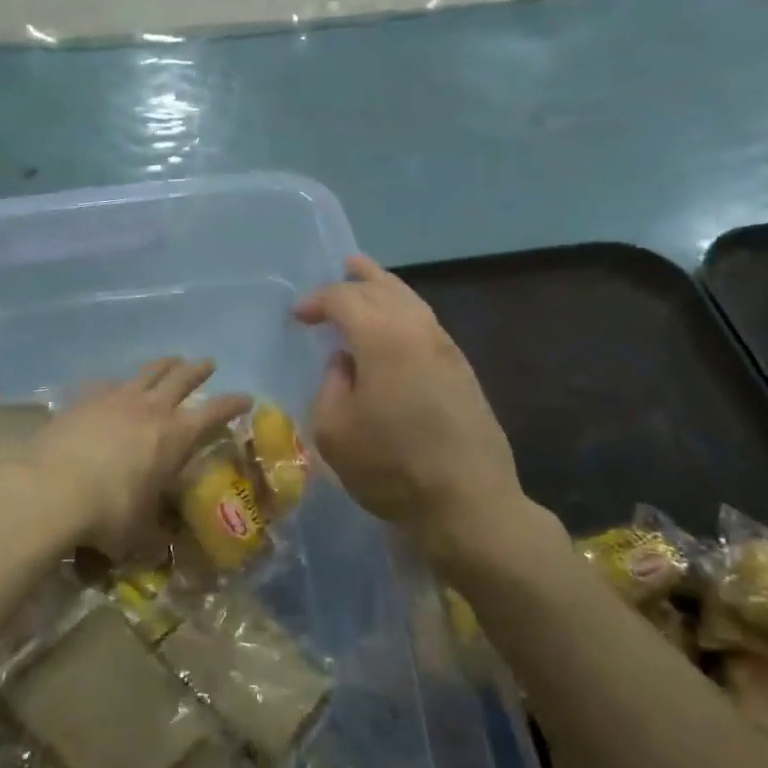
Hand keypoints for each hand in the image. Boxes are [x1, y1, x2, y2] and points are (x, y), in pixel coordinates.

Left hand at [13, 358, 250, 557]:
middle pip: (182, 378)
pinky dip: (118, 384)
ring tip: (172, 360)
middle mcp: (151, 409)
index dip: (234, 403)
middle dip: (199, 370)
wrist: (51, 491)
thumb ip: (155, 536)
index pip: (216, 411)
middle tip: (208, 364)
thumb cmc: (109, 512)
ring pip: (148, 372)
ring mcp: (116, 399)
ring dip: (164, 365)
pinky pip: (108, 384)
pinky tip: (114, 387)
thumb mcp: (140, 534)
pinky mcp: (85, 400)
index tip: (247, 398)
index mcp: (176, 435)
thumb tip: (162, 548)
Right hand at [295, 255, 523, 547]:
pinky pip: (427, 324)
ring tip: (371, 281)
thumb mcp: (335, 431)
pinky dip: (406, 313)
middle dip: (359, 279)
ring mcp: (447, 349)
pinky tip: (398, 327)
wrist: (468, 500)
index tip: (299, 316)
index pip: (346, 300)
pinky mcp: (463, 371)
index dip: (318, 301)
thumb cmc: (390, 467)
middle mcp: (419, 331)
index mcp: (384, 338)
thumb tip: (345, 363)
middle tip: (342, 268)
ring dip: (388, 289)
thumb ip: (331, 385)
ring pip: (413, 303)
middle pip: (386, 289)